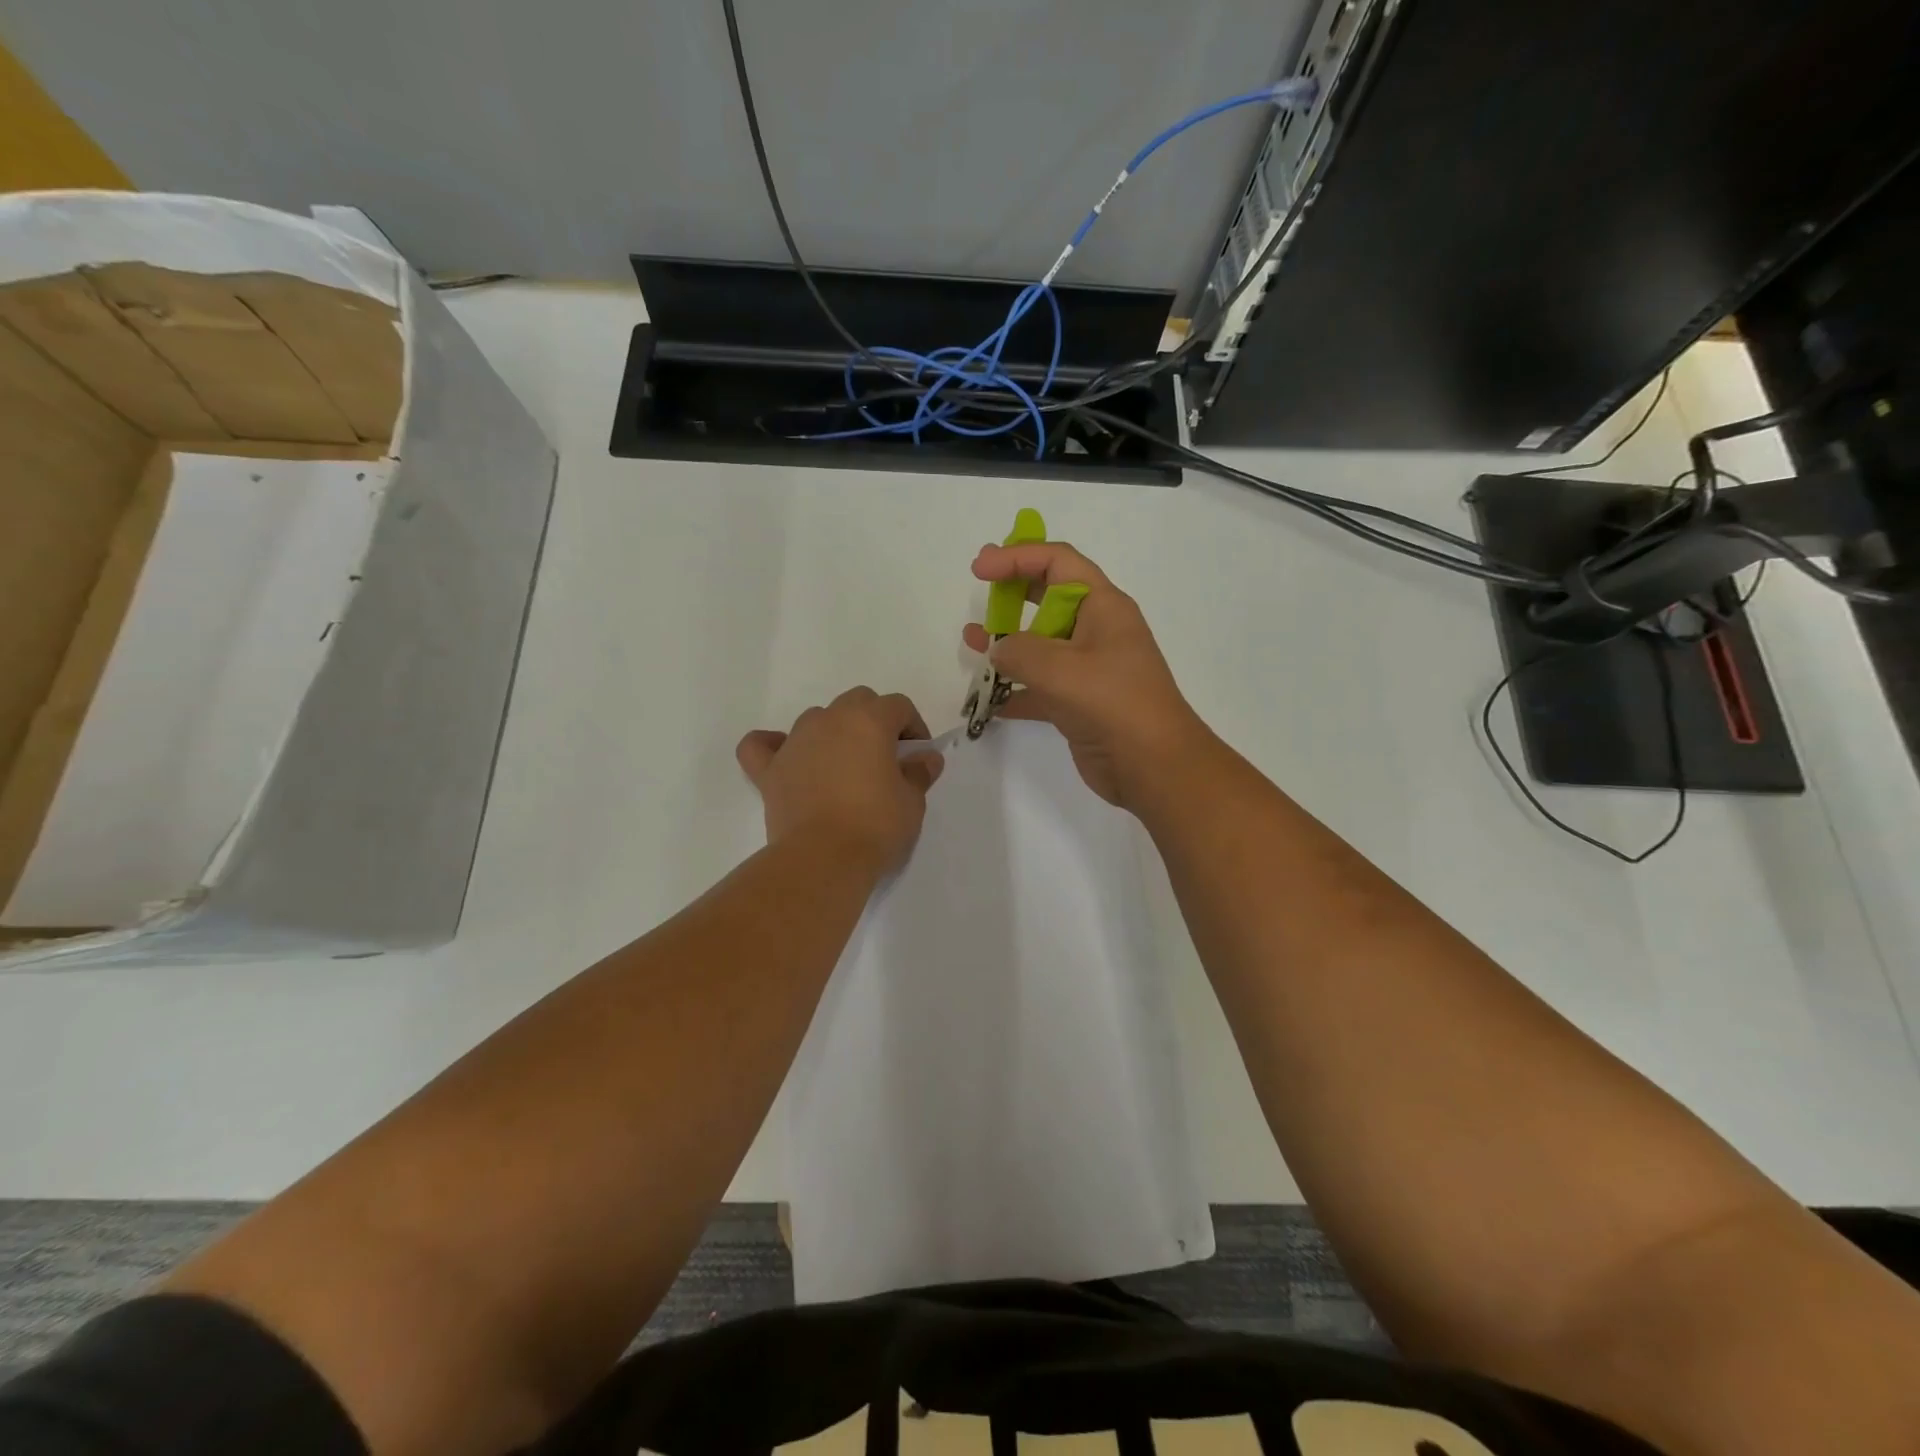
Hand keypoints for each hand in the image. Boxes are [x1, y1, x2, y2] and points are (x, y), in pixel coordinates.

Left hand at [736, 688, 943, 873]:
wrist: (823, 858)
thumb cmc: (876, 825)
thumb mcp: (912, 801)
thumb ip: (919, 773)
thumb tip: (926, 759)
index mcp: (869, 721)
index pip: (898, 706)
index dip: (913, 726)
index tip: (918, 755)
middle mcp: (830, 720)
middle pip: (857, 702)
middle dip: (874, 721)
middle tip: (885, 757)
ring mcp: (795, 742)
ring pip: (816, 718)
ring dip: (833, 732)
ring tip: (844, 765)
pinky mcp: (770, 769)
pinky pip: (762, 745)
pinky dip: (773, 746)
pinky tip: (785, 757)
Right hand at [962, 542, 1211, 809]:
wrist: (1154, 767)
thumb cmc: (1114, 705)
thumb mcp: (1061, 669)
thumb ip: (1019, 651)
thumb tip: (998, 650)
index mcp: (1103, 607)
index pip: (1058, 563)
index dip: (1018, 557)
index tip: (980, 570)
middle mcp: (1097, 631)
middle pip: (1050, 597)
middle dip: (1014, 591)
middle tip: (980, 590)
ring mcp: (1089, 669)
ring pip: (1041, 644)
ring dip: (1007, 641)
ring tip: (971, 640)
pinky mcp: (1080, 703)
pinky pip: (1040, 686)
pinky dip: (1015, 689)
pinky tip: (988, 698)